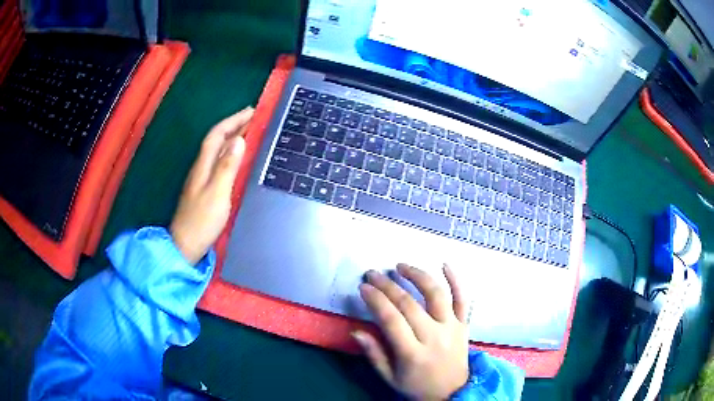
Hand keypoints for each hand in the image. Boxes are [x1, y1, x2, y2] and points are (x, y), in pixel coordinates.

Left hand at [170, 107, 253, 264]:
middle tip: (254, 118)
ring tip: (249, 132)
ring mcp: (202, 178)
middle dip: (234, 125)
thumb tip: (239, 141)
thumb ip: (227, 167)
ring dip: (233, 138)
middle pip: (217, 140)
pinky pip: (219, 162)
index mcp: (203, 165)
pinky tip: (237, 157)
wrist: (186, 245)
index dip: (233, 121)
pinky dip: (230, 153)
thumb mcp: (217, 193)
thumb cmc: (202, 221)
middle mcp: (201, 167)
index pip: (217, 135)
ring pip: (218, 150)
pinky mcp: (205, 188)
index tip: (251, 111)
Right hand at [353, 264, 468, 400]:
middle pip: (409, 304)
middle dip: (387, 286)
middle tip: (372, 274)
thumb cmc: (417, 386)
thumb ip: (374, 354)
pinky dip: (456, 280)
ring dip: (418, 276)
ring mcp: (452, 328)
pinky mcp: (463, 324)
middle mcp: (434, 337)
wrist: (453, 392)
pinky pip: (463, 299)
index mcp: (412, 354)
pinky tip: (444, 264)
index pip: (391, 320)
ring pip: (436, 295)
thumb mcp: (390, 377)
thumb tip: (356, 331)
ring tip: (400, 266)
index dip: (376, 300)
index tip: (363, 287)